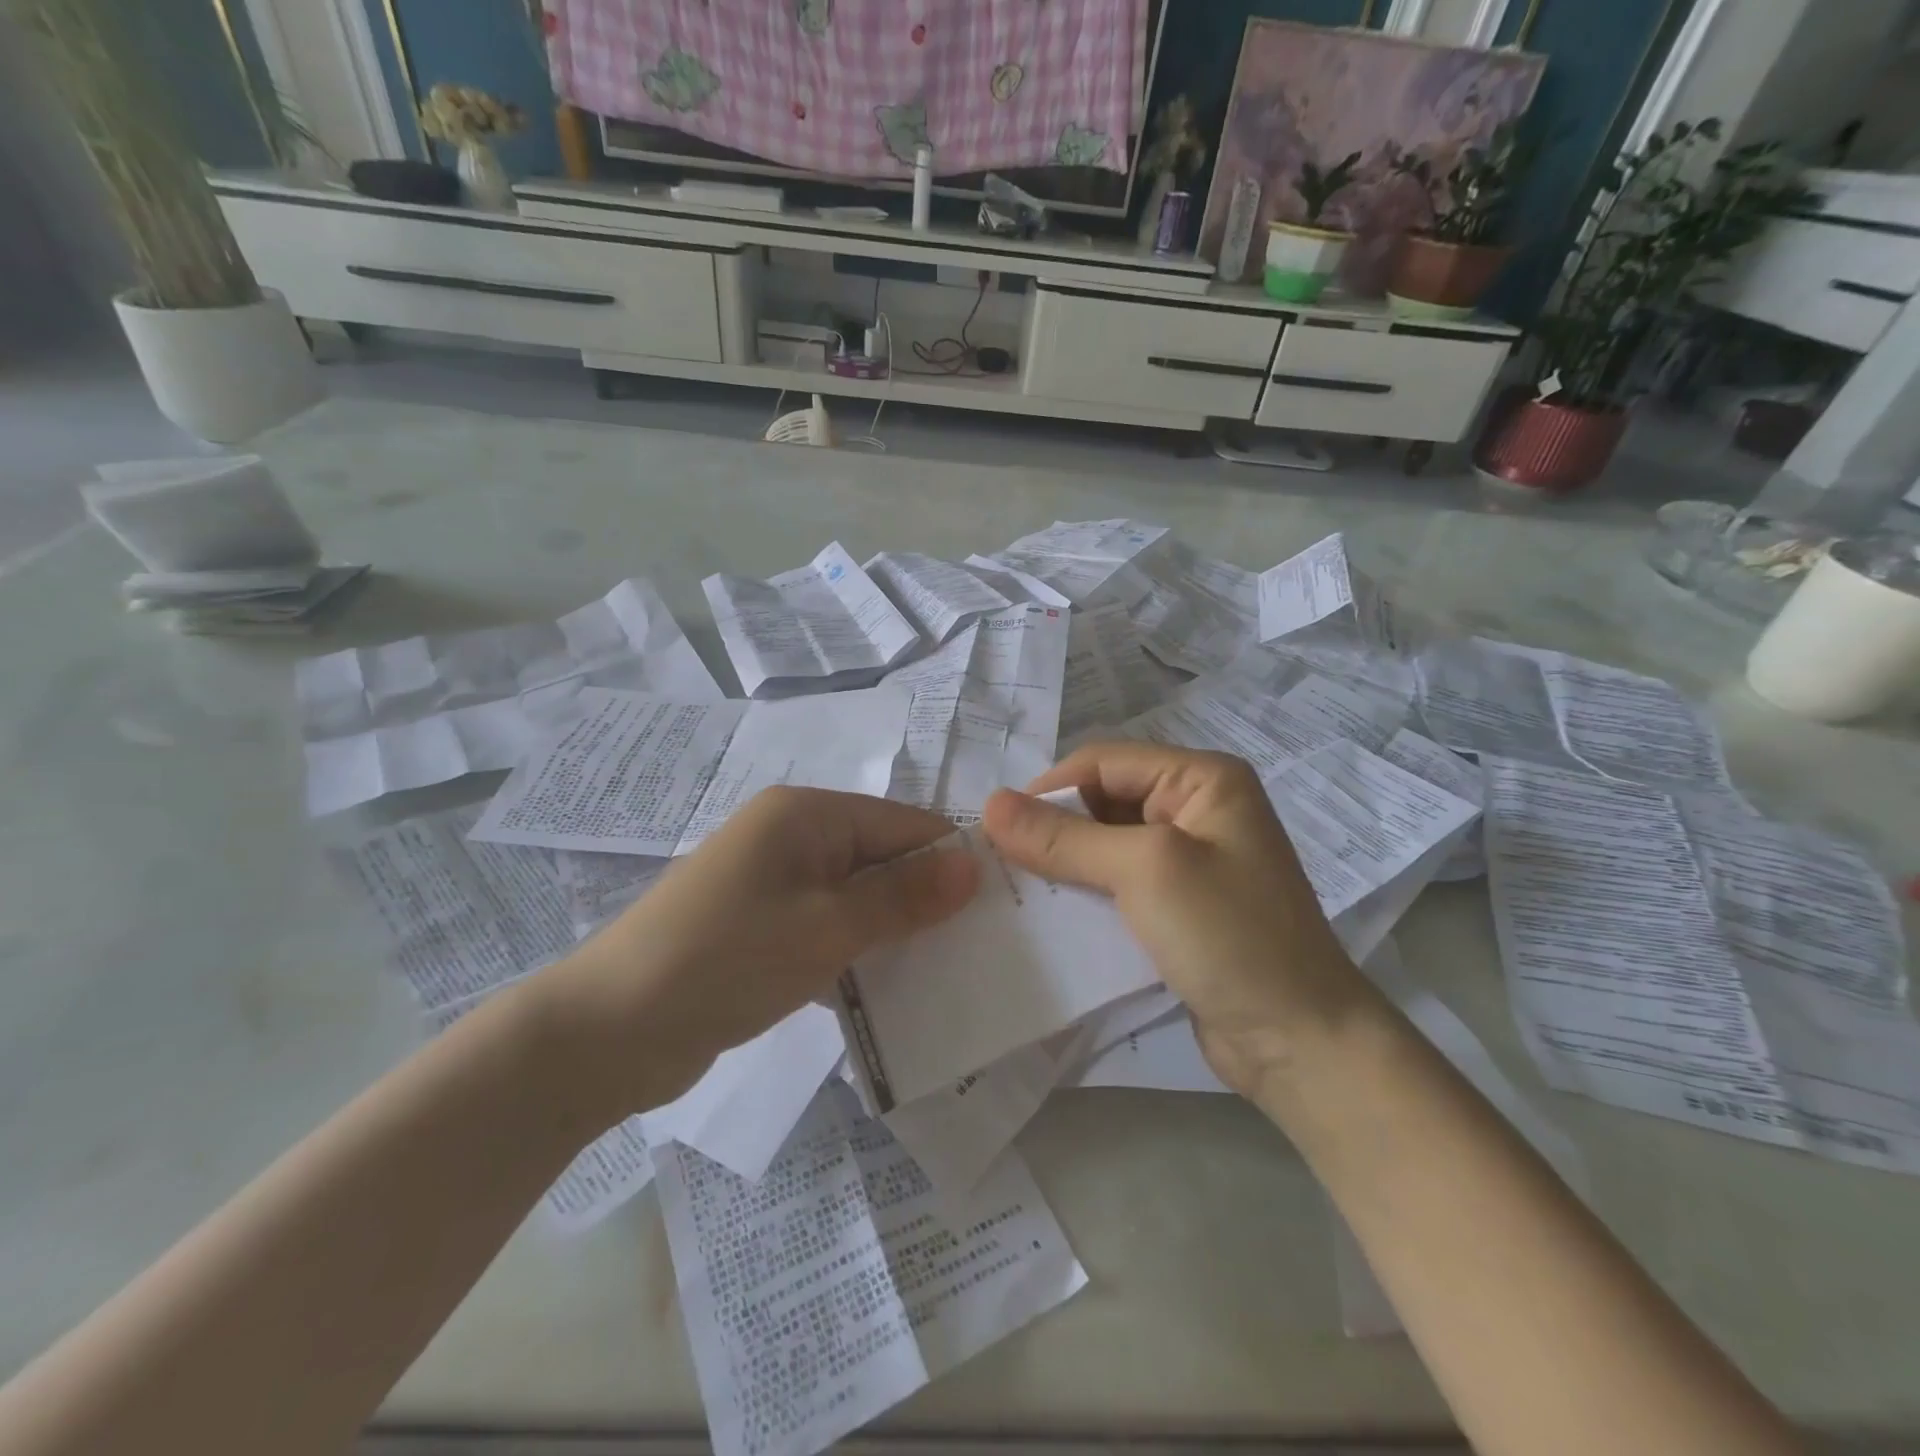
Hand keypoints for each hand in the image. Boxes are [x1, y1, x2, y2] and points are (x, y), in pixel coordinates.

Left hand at [536, 787, 978, 1117]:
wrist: (607, 1031)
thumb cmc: (725, 961)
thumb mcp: (826, 927)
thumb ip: (902, 896)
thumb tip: (973, 865)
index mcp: (806, 813)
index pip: (903, 823)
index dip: (950, 862)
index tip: (998, 910)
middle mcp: (792, 835)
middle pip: (881, 857)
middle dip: (926, 899)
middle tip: (979, 949)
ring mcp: (773, 881)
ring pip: (856, 895)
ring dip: (893, 929)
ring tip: (946, 971)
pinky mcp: (761, 925)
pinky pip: (827, 925)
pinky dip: (857, 949)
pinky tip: (888, 988)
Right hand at [983, 744, 1367, 1097]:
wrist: (1299, 1042)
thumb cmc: (1230, 936)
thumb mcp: (1144, 871)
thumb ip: (1066, 838)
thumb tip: (991, 805)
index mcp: (1202, 779)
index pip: (1105, 762)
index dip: (1049, 788)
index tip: (997, 827)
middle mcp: (1196, 808)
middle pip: (1104, 800)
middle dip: (1054, 826)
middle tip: (1000, 860)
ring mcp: (1190, 859)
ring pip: (1106, 843)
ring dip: (1064, 862)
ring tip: (1015, 885)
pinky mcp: (1178, 905)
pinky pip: (1118, 882)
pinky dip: (1083, 892)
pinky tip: (1051, 912)